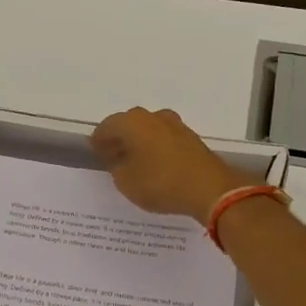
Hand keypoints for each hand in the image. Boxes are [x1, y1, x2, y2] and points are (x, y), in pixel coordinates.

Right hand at [90, 107, 256, 219]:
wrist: (210, 189)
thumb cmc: (160, 183)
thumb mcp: (125, 182)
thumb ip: (116, 167)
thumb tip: (118, 159)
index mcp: (132, 122)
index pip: (106, 127)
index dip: (98, 142)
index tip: (95, 154)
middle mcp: (153, 117)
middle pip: (128, 125)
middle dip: (119, 140)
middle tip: (112, 158)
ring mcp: (175, 125)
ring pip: (148, 130)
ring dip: (139, 143)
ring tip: (134, 164)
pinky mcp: (191, 138)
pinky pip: (164, 139)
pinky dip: (155, 149)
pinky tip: (155, 165)